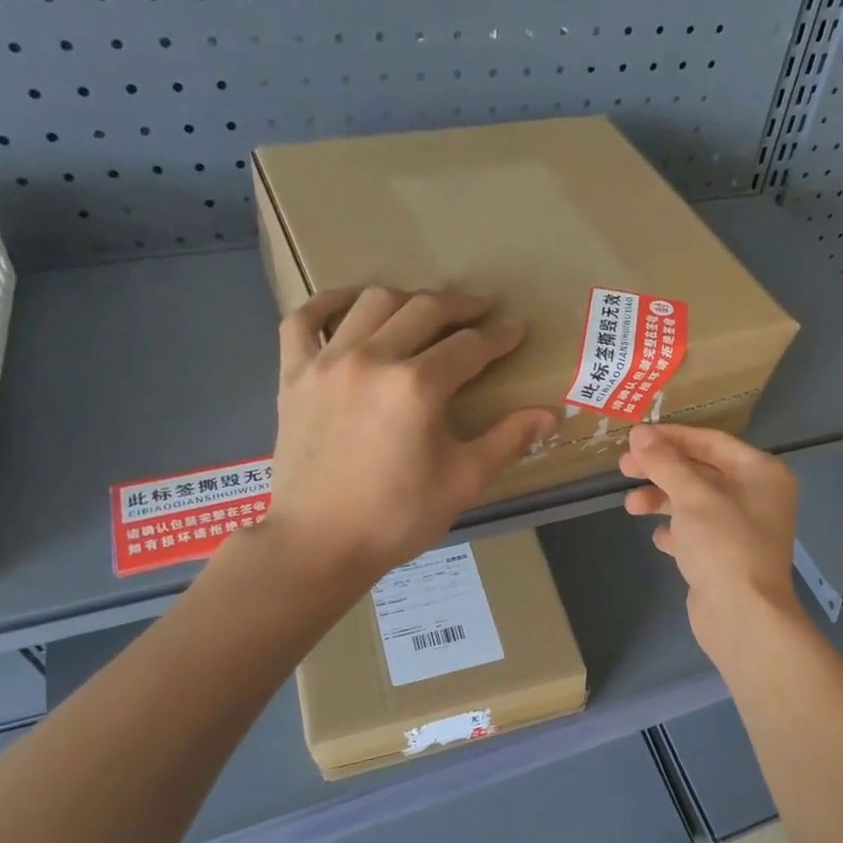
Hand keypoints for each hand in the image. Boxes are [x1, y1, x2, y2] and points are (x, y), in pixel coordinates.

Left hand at [253, 288, 555, 584]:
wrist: (319, 543)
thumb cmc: (398, 517)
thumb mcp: (464, 481)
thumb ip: (507, 440)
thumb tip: (548, 414)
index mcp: (417, 386)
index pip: (469, 346)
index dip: (499, 337)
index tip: (517, 331)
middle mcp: (372, 359)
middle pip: (423, 310)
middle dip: (460, 306)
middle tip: (481, 311)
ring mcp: (326, 361)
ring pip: (371, 303)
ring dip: (407, 299)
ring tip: (426, 311)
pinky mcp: (293, 374)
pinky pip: (305, 319)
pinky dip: (330, 302)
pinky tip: (353, 305)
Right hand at [619, 424, 804, 657]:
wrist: (743, 616)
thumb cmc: (723, 545)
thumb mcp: (691, 496)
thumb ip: (664, 462)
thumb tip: (639, 435)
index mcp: (761, 473)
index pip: (711, 442)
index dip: (671, 437)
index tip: (635, 438)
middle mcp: (757, 497)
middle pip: (701, 471)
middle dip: (662, 470)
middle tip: (624, 467)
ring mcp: (742, 530)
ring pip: (695, 503)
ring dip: (662, 500)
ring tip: (631, 507)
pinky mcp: (727, 558)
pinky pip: (696, 534)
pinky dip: (676, 532)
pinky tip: (659, 539)